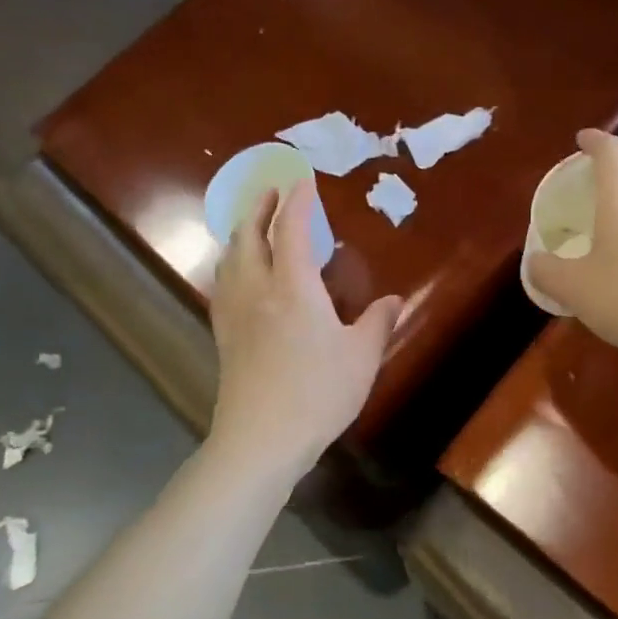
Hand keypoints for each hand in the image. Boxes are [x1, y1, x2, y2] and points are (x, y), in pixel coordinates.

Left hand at [208, 181, 403, 475]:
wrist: (260, 439)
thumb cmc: (317, 393)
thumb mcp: (361, 357)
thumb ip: (377, 322)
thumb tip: (394, 300)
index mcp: (293, 288)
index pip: (292, 230)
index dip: (297, 201)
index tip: (302, 179)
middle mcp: (257, 290)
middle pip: (248, 235)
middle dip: (259, 206)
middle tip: (272, 190)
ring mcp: (235, 312)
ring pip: (230, 258)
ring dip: (241, 231)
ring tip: (254, 225)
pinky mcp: (224, 335)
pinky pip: (223, 283)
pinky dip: (232, 262)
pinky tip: (240, 274)